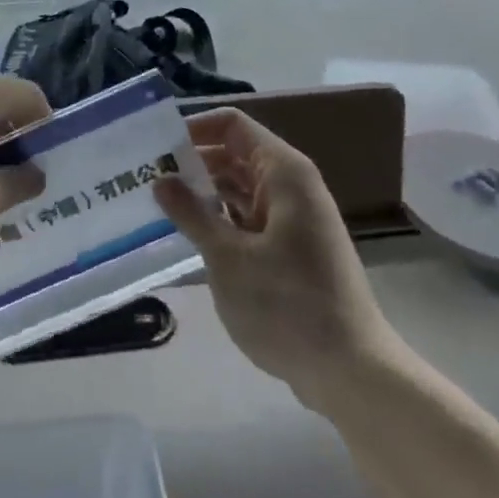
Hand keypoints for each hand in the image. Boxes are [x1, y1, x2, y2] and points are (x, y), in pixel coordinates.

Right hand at [154, 108, 393, 410]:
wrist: (353, 372)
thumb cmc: (289, 305)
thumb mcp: (229, 258)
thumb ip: (192, 213)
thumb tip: (161, 179)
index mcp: (283, 172)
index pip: (232, 125)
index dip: (195, 128)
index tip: (156, 146)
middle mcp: (291, 186)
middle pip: (234, 155)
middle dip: (192, 163)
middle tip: (145, 178)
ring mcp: (293, 219)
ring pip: (239, 189)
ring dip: (203, 194)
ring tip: (157, 205)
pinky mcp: (291, 250)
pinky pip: (248, 218)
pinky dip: (220, 221)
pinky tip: (187, 237)